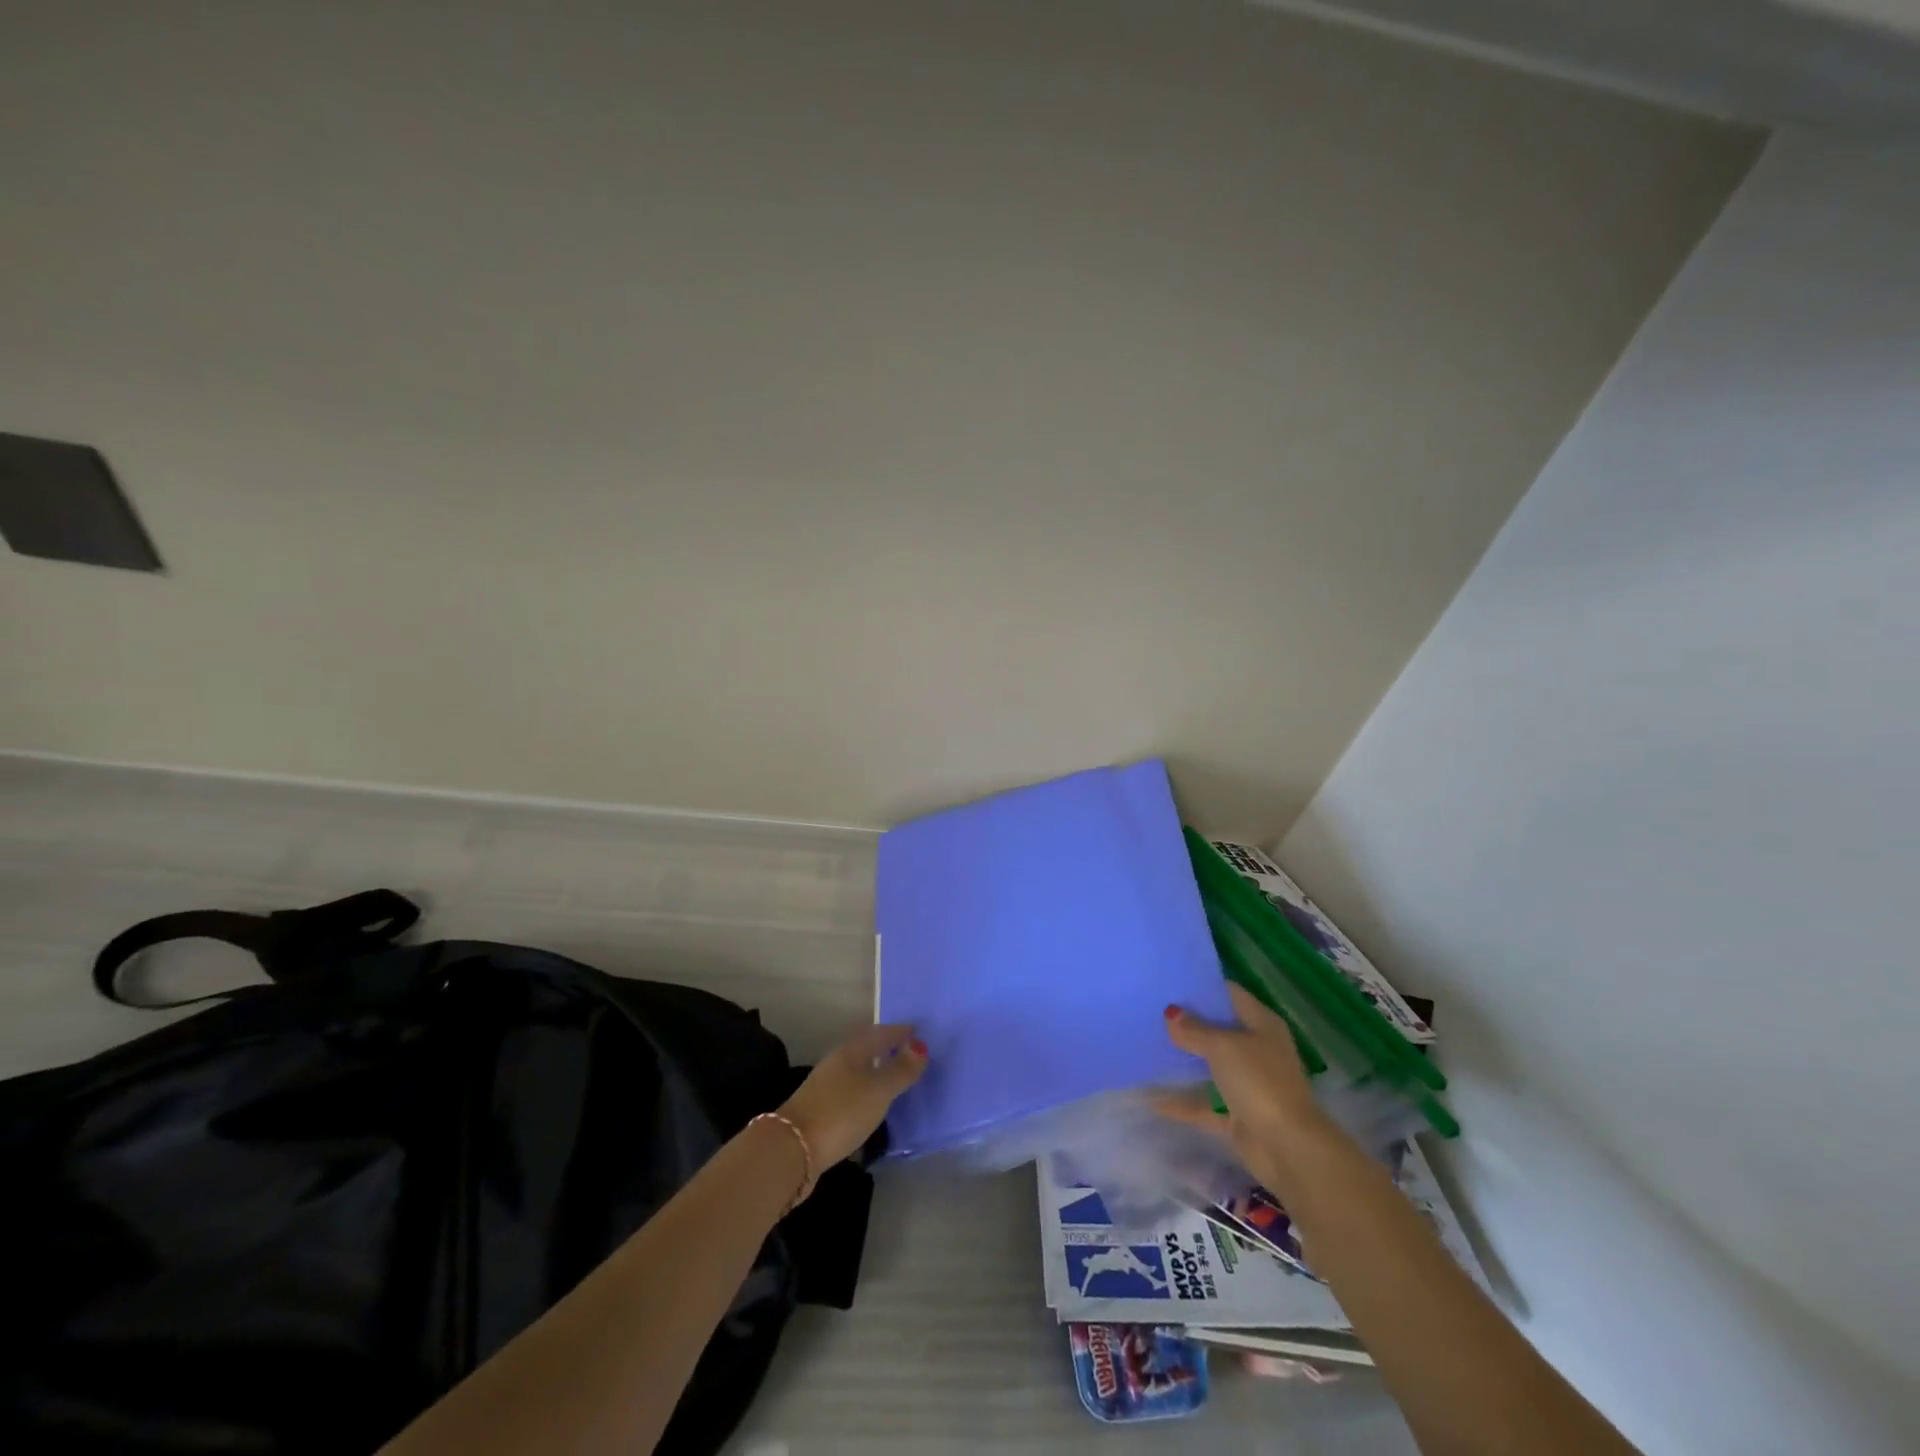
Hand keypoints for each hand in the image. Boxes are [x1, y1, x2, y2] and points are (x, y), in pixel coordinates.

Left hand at [779, 1023, 927, 1169]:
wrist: (792, 1150)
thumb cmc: (841, 1111)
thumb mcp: (879, 1090)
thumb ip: (901, 1069)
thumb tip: (920, 1044)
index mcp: (852, 1050)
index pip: (881, 1032)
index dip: (900, 1032)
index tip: (919, 1032)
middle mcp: (837, 1061)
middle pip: (866, 1047)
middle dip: (886, 1047)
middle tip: (909, 1053)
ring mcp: (826, 1086)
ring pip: (857, 1069)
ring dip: (875, 1070)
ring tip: (895, 1078)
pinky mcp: (820, 1109)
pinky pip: (850, 1090)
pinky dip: (865, 1090)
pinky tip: (872, 1103)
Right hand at [1157, 982, 1327, 1189]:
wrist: (1287, 1148)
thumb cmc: (1259, 1082)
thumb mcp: (1223, 1047)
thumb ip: (1194, 1030)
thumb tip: (1170, 1013)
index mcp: (1262, 1025)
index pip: (1230, 994)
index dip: (1203, 986)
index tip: (1169, 982)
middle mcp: (1257, 1050)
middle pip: (1218, 1029)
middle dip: (1188, 1022)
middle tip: (1151, 1010)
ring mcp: (1248, 1083)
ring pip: (1210, 1065)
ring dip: (1185, 1060)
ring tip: (1148, 1044)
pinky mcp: (1237, 1113)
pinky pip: (1204, 1103)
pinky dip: (1182, 1102)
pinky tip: (1152, 1098)